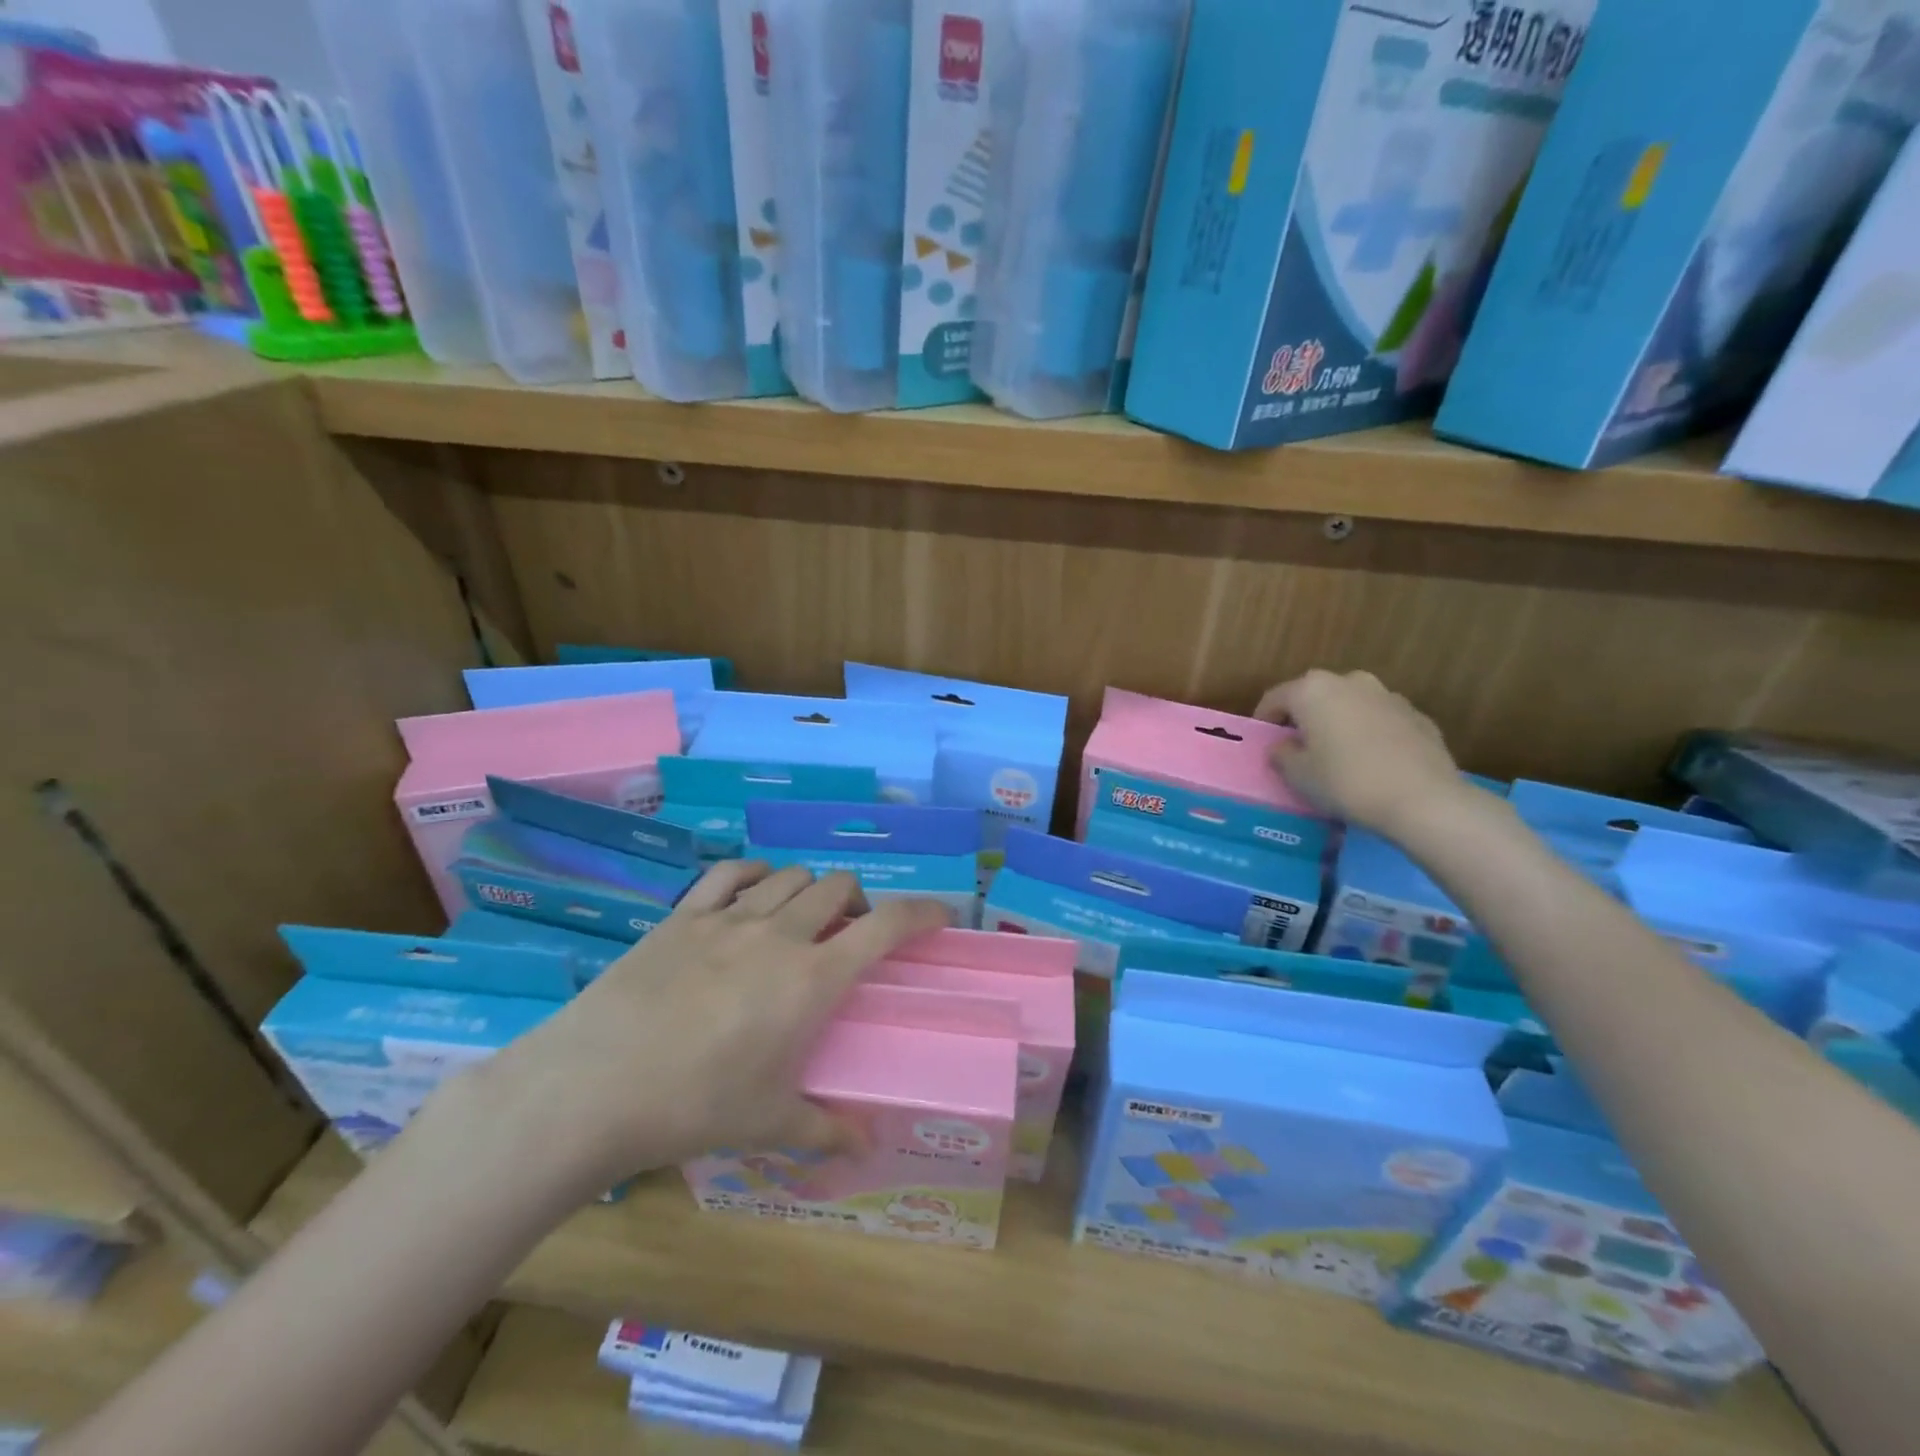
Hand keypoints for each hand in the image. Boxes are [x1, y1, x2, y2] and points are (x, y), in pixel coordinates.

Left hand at [462, 863, 951, 1200]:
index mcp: (812, 978)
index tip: (941, 913)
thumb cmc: (694, 1106)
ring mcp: (729, 918)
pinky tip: (754, 893)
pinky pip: (732, 873)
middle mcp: (780, 934)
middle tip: (853, 933)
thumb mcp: (768, 1124)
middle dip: (860, 901)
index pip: (886, 926)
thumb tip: (867, 1147)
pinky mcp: (684, 915)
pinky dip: (756, 874)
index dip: (922, 911)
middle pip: (839, 887)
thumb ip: (825, 1129)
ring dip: (810, 889)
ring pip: (791, 875)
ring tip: (803, 918)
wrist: (593, 1086)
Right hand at [1255, 669, 1473, 837]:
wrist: (1423, 800)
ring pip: (1351, 704)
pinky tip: (1373, 763)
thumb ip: (1282, 755)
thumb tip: (1283, 746)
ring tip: (1339, 755)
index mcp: (1312, 690)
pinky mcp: (1418, 715)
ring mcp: (1388, 696)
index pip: (1275, 698)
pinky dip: (1370, 734)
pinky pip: (1380, 720)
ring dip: (1339, 722)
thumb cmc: (1346, 782)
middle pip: (1315, 695)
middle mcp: (1350, 682)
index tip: (1263, 742)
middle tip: (1300, 747)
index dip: (1264, 720)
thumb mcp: (1297, 775)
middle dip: (1304, 717)